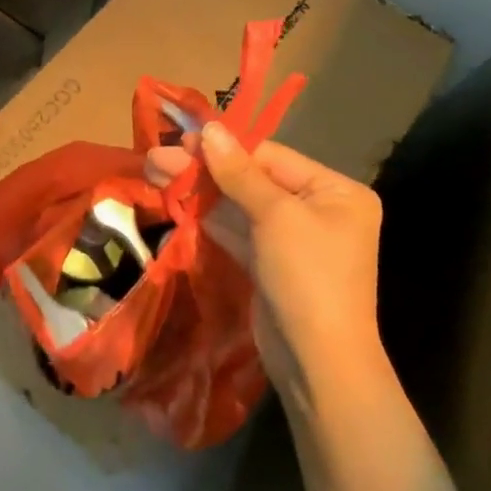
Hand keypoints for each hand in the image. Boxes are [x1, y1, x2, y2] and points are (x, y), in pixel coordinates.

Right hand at [145, 125, 381, 396]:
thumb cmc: (307, 276)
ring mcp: (291, 238)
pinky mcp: (269, 263)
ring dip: (199, 190)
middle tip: (157, 156)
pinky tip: (175, 200)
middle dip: (205, 169)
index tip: (182, 138)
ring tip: (156, 171)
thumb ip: (239, 172)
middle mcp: (317, 210)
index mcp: (335, 192)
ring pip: (238, 205)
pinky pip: (236, 230)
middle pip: (251, 179)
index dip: (225, 147)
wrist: (317, 362)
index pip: (271, 156)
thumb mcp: (275, 216)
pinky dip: (207, 216)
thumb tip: (209, 128)